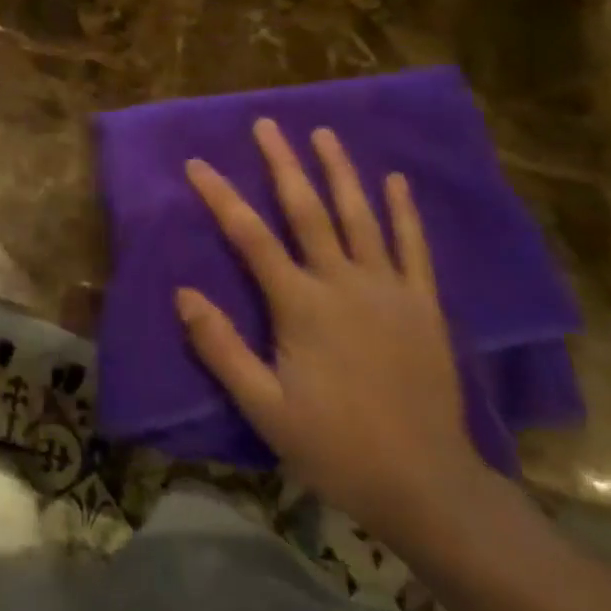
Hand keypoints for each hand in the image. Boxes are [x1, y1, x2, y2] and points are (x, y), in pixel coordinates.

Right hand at [176, 121, 486, 543]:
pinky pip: (414, 248)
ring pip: (361, 216)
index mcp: (302, 305)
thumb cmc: (336, 447)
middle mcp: (344, 284)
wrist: (428, 487)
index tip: (197, 164)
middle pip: (308, 210)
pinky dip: (405, 211)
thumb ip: (221, 348)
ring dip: (341, 171)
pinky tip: (396, 181)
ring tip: (324, 133)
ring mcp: (390, 290)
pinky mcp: (424, 305)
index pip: (250, 237)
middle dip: (284, 163)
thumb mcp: (265, 408)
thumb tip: (182, 293)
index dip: (221, 197)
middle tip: (267, 124)